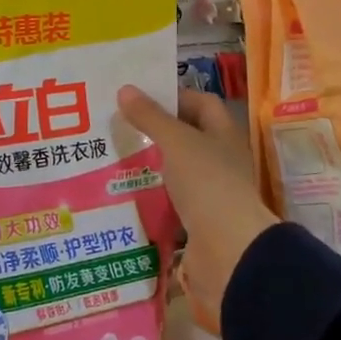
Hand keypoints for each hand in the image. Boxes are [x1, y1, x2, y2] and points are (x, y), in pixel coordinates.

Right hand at [116, 86, 275, 322]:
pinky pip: (169, 204)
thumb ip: (150, 117)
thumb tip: (125, 89)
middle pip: (187, 138)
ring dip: (150, 167)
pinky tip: (123, 195)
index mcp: (224, 135)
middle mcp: (221, 161)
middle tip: (117, 126)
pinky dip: (150, 199)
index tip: (139, 97)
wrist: (228, 250)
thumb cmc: (207, 183)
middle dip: (155, 132)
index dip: (174, 97)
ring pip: (176, 172)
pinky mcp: (197, 223)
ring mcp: (210, 193)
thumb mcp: (176, 142)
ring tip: (112, 158)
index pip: (202, 103)